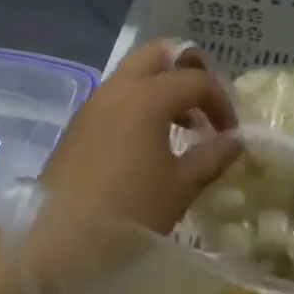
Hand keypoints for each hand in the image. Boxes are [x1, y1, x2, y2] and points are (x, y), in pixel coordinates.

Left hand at [38, 41, 241, 236]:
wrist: (57, 239)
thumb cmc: (128, 212)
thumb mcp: (180, 187)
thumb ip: (212, 157)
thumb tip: (235, 140)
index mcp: (146, 97)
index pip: (196, 80)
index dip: (221, 102)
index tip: (231, 134)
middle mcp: (117, 88)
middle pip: (159, 53)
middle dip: (188, 70)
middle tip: (206, 103)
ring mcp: (93, 104)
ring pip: (134, 73)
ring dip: (163, 87)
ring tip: (184, 127)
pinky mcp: (79, 124)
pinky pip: (117, 96)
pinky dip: (140, 103)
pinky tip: (150, 142)